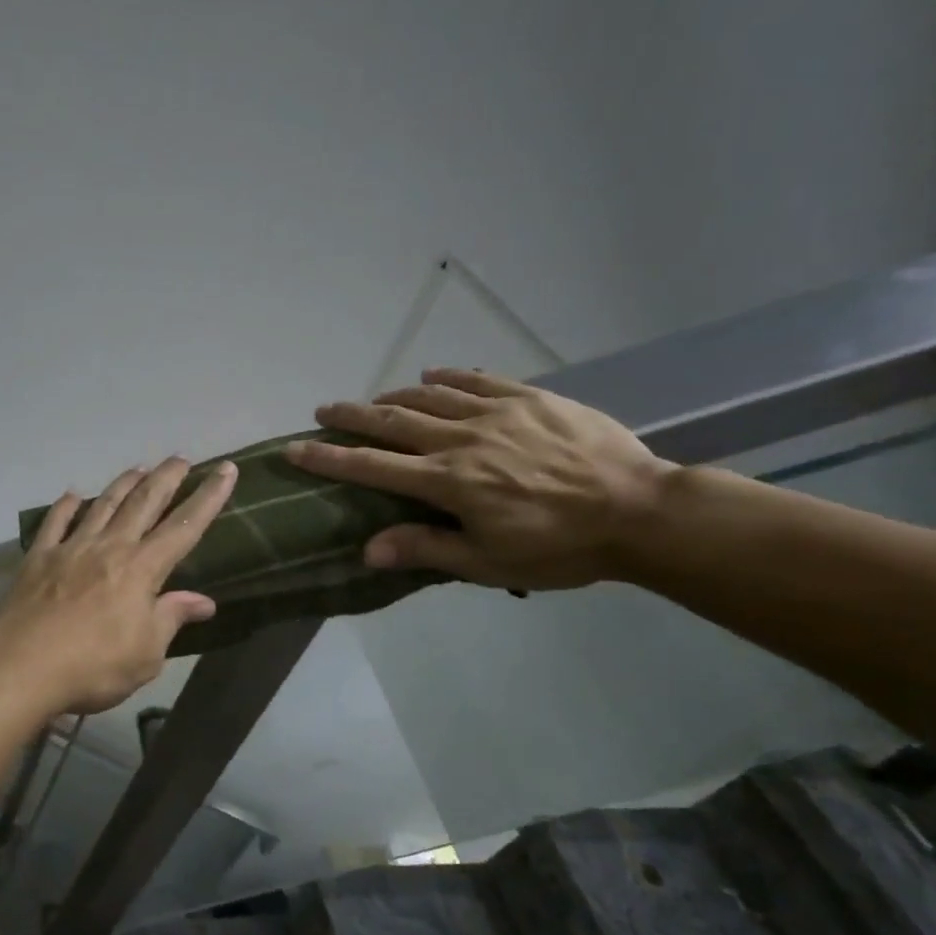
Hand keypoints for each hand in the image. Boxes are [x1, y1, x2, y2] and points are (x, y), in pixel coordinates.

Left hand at [0, 456, 239, 713]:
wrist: (22, 666)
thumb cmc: (94, 666)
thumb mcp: (146, 653)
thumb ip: (171, 618)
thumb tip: (204, 600)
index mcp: (142, 569)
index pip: (184, 527)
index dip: (208, 498)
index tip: (225, 470)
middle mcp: (110, 547)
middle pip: (144, 503)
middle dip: (166, 478)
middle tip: (180, 458)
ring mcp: (71, 548)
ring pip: (103, 505)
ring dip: (123, 484)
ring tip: (138, 468)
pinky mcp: (39, 557)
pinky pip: (55, 522)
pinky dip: (66, 506)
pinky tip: (73, 495)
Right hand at [285, 369, 674, 590]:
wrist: (641, 510)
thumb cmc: (561, 547)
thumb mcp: (489, 562)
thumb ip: (426, 550)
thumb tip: (366, 550)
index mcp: (448, 482)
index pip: (372, 467)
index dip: (328, 458)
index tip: (294, 449)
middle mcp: (461, 439)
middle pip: (392, 421)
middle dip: (351, 416)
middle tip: (323, 411)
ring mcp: (496, 412)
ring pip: (429, 395)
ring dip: (394, 396)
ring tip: (376, 400)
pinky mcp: (529, 397)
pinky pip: (477, 378)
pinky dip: (448, 375)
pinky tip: (433, 373)